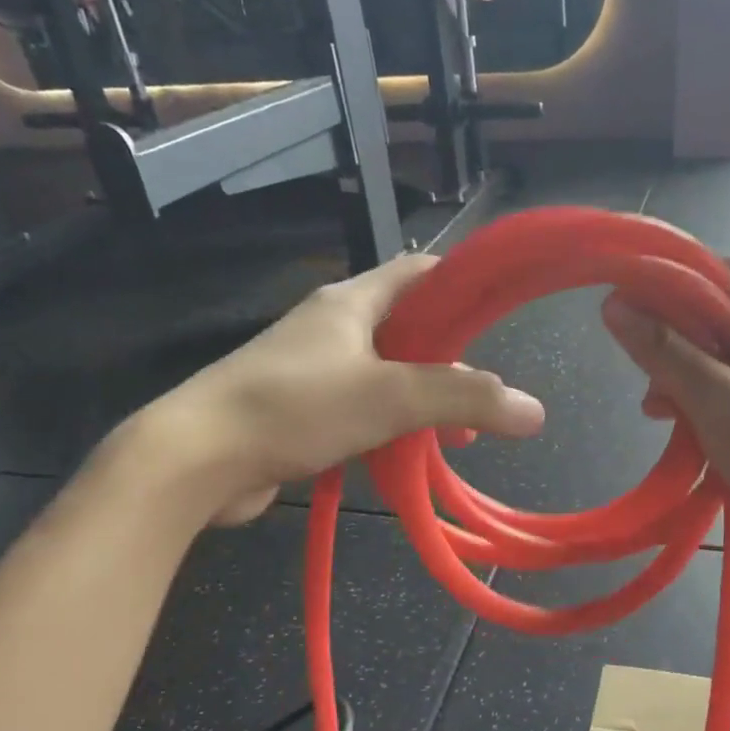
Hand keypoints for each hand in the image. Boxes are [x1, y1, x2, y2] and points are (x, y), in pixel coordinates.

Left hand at [115, 253, 544, 526]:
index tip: (502, 307)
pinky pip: (359, 407)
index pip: (419, 271)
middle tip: (485, 391)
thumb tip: (535, 411)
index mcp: (351, 302)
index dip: (463, 281)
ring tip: (456, 434)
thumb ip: (464, 399)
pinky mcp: (298, 410)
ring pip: (385, 373)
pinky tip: (407, 454)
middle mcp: (331, 326)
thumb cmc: (294, 408)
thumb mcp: (391, 397)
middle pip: (407, 327)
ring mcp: (311, 369)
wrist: (195, 459)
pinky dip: (390, 425)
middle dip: (450, 357)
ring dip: (422, 398)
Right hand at [602, 260, 729, 592]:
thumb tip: (615, 306)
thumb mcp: (720, 402)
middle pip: (723, 318)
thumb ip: (666, 352)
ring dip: (687, 382)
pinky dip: (709, 408)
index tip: (628, 310)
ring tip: (656, 412)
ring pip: (727, 361)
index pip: (724, 274)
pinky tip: (683, 434)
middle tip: (645, 377)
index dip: (672, 285)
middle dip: (676, 345)